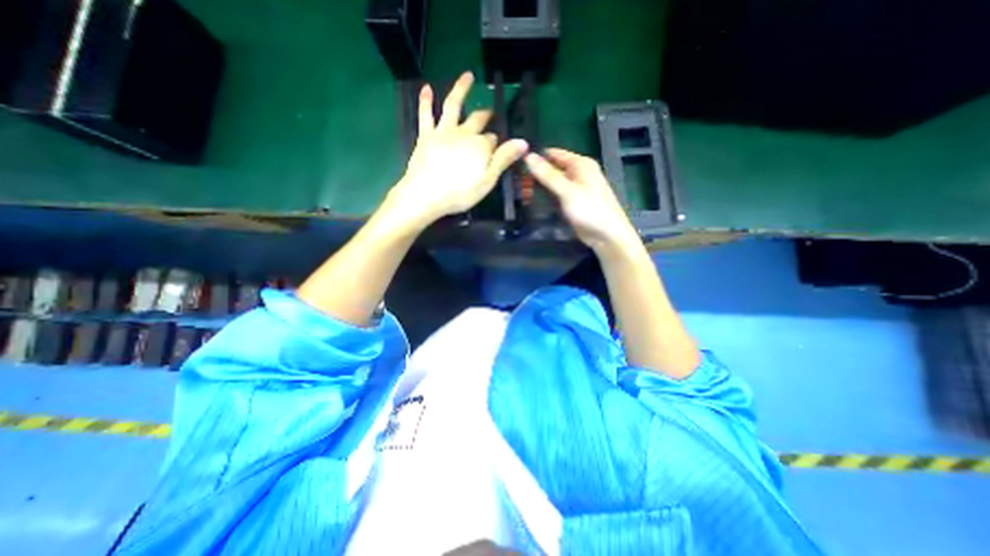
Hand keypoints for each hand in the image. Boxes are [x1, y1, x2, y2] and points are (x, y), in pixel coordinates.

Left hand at [382, 71, 529, 230]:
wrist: (426, 195)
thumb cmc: (460, 193)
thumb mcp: (487, 180)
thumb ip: (504, 159)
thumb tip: (523, 142)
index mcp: (481, 145)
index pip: (494, 139)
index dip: (498, 143)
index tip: (501, 148)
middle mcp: (464, 133)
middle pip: (477, 120)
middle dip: (486, 115)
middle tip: (490, 112)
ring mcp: (443, 131)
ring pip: (453, 105)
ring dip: (461, 89)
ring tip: (467, 76)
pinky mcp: (426, 136)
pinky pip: (426, 114)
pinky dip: (426, 100)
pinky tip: (426, 88)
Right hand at [525, 147, 642, 249]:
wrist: (607, 235)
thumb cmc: (590, 210)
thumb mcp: (567, 191)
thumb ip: (548, 175)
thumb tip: (528, 156)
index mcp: (581, 164)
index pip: (554, 154)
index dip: (537, 156)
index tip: (517, 161)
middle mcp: (579, 173)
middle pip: (553, 168)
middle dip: (536, 173)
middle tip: (515, 179)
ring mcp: (576, 189)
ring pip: (553, 183)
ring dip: (540, 186)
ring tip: (518, 189)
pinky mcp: (573, 203)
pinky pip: (556, 195)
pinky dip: (546, 196)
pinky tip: (532, 200)